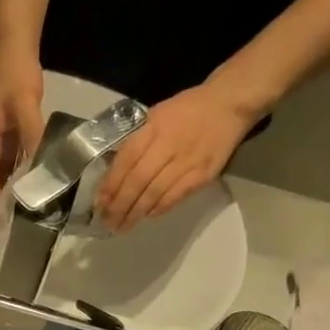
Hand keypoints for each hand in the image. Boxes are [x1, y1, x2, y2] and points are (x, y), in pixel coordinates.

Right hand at [0, 55, 46, 205]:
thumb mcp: (25, 104)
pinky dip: (20, 174)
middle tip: (21, 218)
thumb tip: (38, 164)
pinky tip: (35, 181)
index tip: (5, 218)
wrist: (15, 50)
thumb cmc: (16, 76)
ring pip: (2, 172)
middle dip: (2, 199)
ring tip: (29, 206)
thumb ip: (32, 133)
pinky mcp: (8, 135)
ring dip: (12, 188)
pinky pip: (12, 161)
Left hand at [95, 83, 255, 231]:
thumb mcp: (156, 116)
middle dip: (120, 205)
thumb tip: (114, 173)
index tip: (100, 204)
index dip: (110, 185)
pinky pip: (175, 196)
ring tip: (123, 226)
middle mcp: (168, 145)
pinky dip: (159, 208)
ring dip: (136, 212)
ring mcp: (186, 161)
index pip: (125, 161)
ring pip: (154, 193)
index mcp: (153, 127)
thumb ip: (137, 142)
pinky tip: (148, 215)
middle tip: (108, 222)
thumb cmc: (187, 110)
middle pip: (137, 181)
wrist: (229, 103)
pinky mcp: (202, 174)